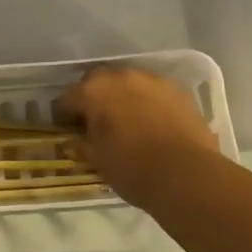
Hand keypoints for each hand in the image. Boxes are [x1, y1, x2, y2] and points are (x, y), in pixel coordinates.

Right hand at [55, 66, 220, 207]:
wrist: (187, 175)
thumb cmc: (133, 170)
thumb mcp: (98, 162)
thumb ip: (82, 145)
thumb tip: (74, 140)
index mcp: (93, 92)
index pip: (67, 99)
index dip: (63, 115)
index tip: (66, 129)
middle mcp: (120, 76)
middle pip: (97, 81)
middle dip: (93, 97)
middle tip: (96, 121)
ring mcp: (151, 80)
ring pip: (128, 82)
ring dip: (122, 96)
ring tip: (126, 119)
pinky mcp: (177, 89)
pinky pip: (153, 91)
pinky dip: (148, 101)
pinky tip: (152, 121)